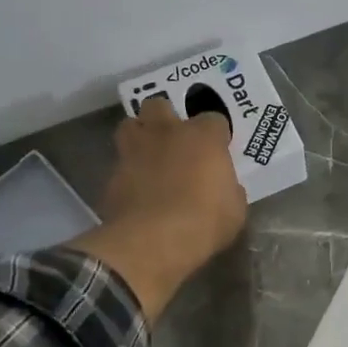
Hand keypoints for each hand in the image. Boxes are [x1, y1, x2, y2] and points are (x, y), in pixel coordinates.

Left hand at [72, 98, 247, 320]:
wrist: (154, 242)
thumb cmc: (205, 221)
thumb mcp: (234, 209)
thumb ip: (229, 190)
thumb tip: (225, 188)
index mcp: (202, 136)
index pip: (214, 119)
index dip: (216, 135)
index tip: (218, 151)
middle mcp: (166, 133)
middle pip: (159, 105)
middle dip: (165, 117)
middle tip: (174, 140)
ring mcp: (134, 151)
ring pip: (129, 125)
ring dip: (139, 135)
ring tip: (148, 155)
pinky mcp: (112, 175)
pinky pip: (119, 164)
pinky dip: (127, 172)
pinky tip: (135, 191)